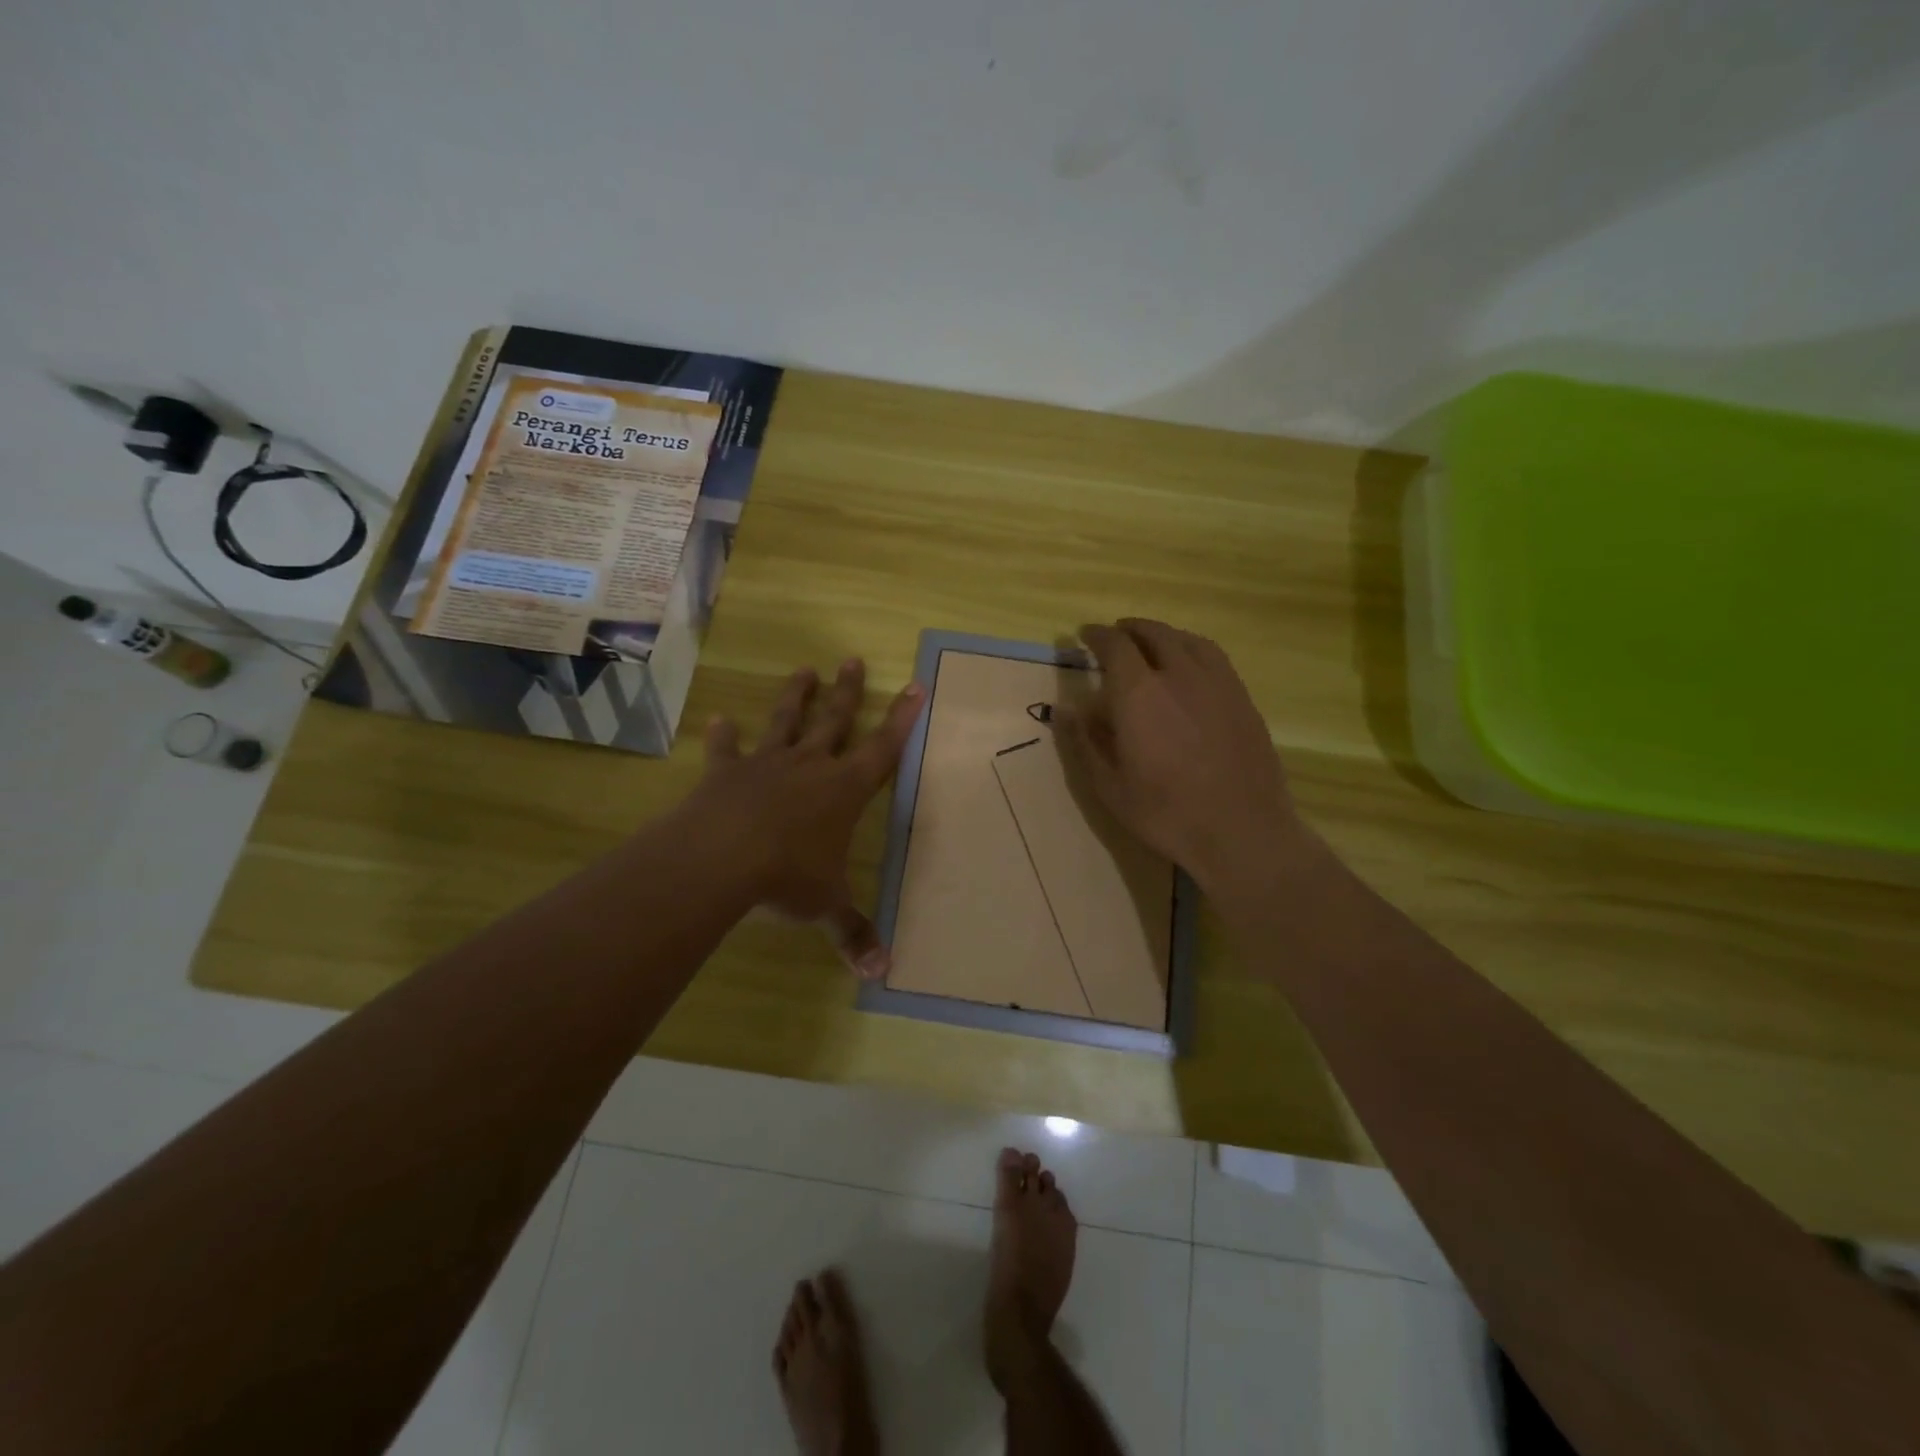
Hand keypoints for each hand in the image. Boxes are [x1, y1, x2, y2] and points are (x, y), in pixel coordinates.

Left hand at [687, 659, 924, 978]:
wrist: (721, 858)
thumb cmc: (788, 876)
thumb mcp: (826, 905)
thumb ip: (852, 932)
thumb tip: (881, 973)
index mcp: (843, 791)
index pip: (883, 749)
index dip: (902, 719)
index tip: (915, 685)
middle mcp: (809, 767)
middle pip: (835, 721)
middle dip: (848, 692)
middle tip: (853, 659)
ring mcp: (766, 765)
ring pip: (786, 722)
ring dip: (796, 697)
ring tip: (805, 669)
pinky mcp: (726, 773)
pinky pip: (726, 750)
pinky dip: (723, 736)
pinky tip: (718, 720)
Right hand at [1063, 619, 1304, 890]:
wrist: (1242, 832)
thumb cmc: (1166, 813)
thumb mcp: (1109, 786)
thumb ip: (1084, 741)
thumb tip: (1064, 708)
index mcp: (1139, 693)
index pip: (1114, 646)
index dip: (1097, 636)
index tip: (1084, 635)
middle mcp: (1178, 675)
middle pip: (1153, 634)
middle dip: (1130, 630)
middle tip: (1116, 635)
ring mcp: (1217, 683)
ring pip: (1187, 640)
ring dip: (1163, 635)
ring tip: (1151, 643)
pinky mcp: (1242, 698)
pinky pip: (1213, 657)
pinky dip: (1192, 649)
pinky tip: (1190, 666)